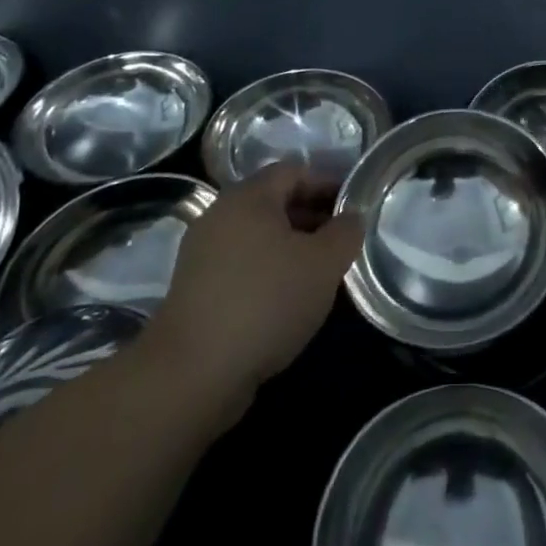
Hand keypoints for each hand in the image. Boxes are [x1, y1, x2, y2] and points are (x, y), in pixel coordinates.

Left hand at [143, 164, 363, 423]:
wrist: (191, 375)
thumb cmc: (266, 302)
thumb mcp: (324, 264)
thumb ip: (346, 232)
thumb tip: (352, 216)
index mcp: (248, 196)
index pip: (295, 171)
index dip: (328, 183)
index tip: (353, 206)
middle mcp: (220, 214)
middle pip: (274, 201)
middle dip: (312, 216)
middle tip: (341, 241)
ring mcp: (202, 253)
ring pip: (257, 236)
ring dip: (290, 246)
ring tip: (319, 273)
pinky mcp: (194, 289)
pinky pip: (241, 264)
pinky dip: (267, 271)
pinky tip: (286, 300)